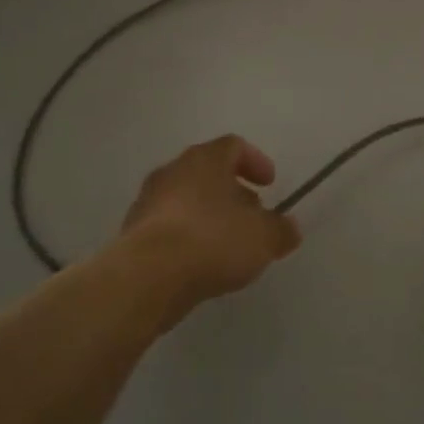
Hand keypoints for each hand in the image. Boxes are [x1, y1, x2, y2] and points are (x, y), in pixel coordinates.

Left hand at [119, 135, 301, 316]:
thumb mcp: (263, 238)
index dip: (255, 161)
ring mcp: (148, 202)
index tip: (269, 184)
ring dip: (209, 216)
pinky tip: (201, 263)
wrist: (147, 277)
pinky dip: (188, 237)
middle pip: (208, 172)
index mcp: (205, 160)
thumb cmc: (212, 241)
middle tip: (252, 216)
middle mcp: (173, 171)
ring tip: (228, 245)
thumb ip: (281, 230)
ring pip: (186, 200)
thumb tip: (290, 229)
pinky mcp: (133, 233)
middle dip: (233, 192)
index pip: (233, 146)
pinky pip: (169, 227)